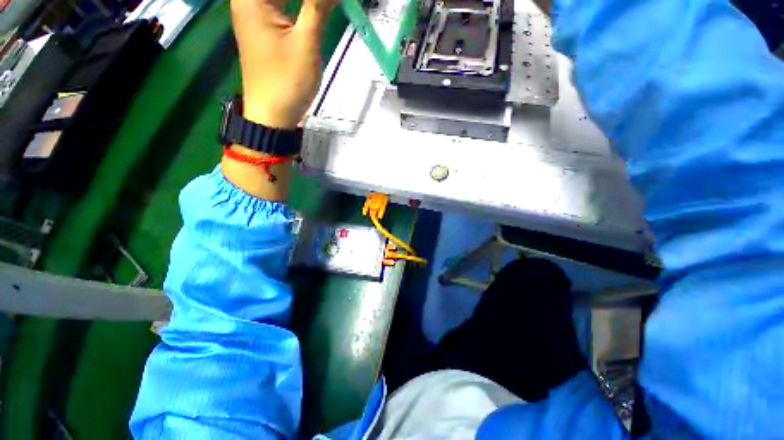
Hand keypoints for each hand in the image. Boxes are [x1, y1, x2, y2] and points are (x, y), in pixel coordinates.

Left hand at [230, 0, 336, 128]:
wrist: (273, 115)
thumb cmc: (286, 82)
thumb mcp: (306, 43)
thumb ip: (318, 6)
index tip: (326, 3)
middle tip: (328, 6)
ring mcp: (256, 12)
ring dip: (308, 2)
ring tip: (325, 8)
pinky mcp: (266, 26)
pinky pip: (282, 3)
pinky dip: (301, 4)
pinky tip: (316, 8)